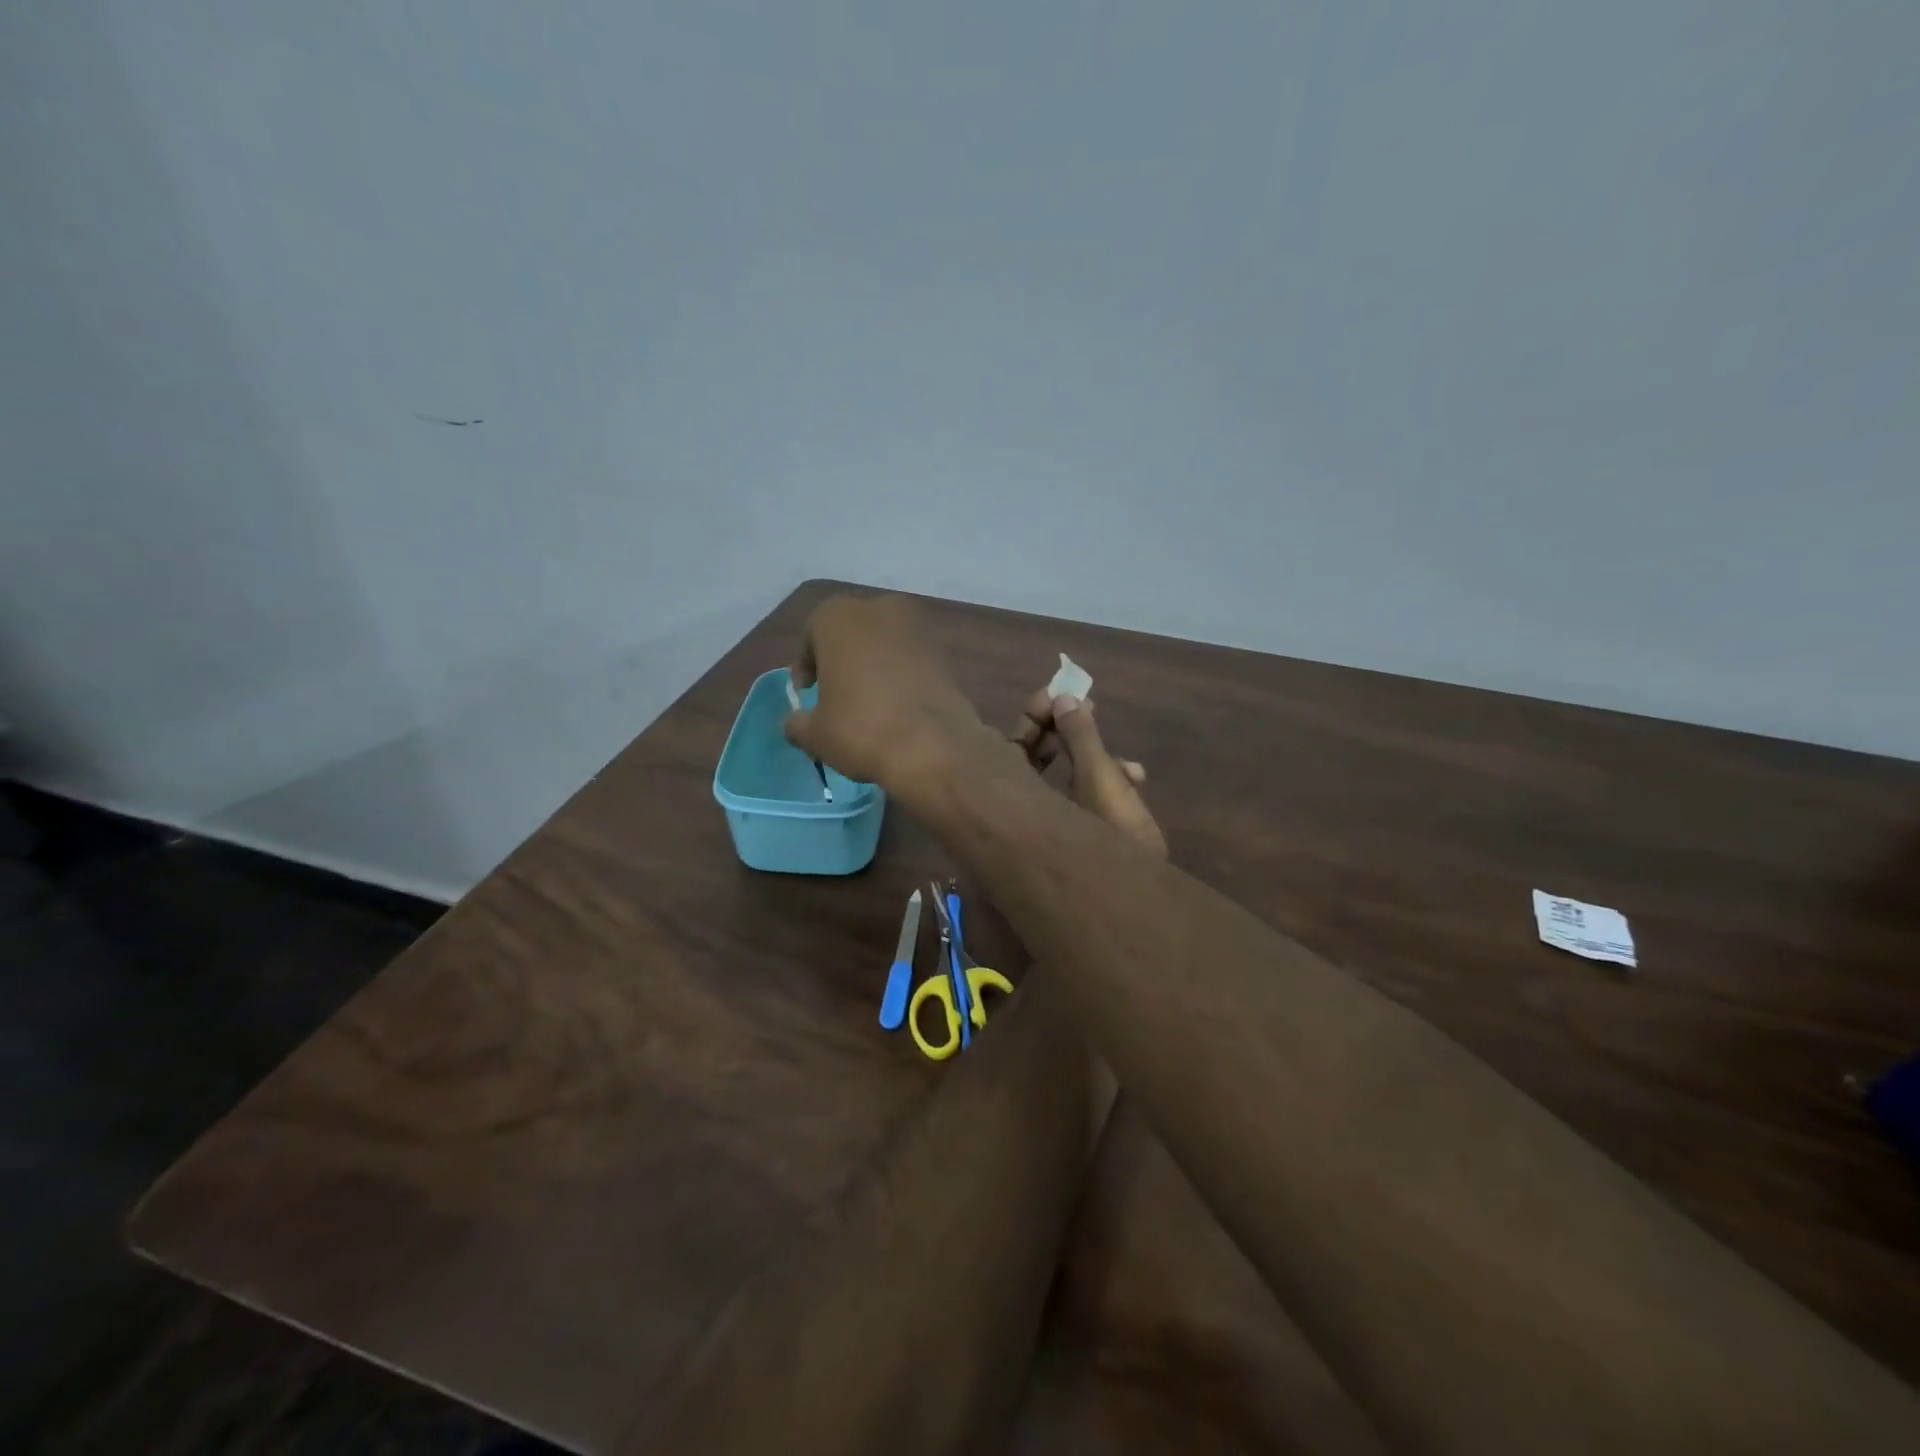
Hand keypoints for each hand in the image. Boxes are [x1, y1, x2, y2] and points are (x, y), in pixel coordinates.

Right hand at [785, 594, 989, 790]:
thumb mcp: (814, 734)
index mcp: (839, 617)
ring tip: (869, 705)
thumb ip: (797, 722)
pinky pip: (911, 660)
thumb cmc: (861, 729)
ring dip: (874, 667)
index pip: (812, 634)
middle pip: (851, 633)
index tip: (807, 692)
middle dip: (842, 660)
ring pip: (884, 645)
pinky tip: (898, 708)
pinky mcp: (944, 653)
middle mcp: (880, 609)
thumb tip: (796, 722)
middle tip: (836, 695)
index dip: (807, 665)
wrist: (933, 747)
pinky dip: (901, 676)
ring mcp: (918, 628)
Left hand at [1009, 687, 1166, 858]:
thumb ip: (1082, 740)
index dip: (1032, 717)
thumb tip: (1063, 699)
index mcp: (1014, 800)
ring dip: (1094, 761)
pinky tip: (1135, 782)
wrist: (1131, 909)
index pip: (1010, 747)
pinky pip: (1080, 802)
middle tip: (1085, 707)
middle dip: (1063, 734)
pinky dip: (1104, 788)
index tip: (1055, 694)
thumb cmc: (1112, 842)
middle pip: (1033, 761)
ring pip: (1063, 781)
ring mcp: (1047, 829)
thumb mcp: (1101, 782)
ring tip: (1129, 764)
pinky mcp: (1073, 840)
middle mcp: (1022, 814)